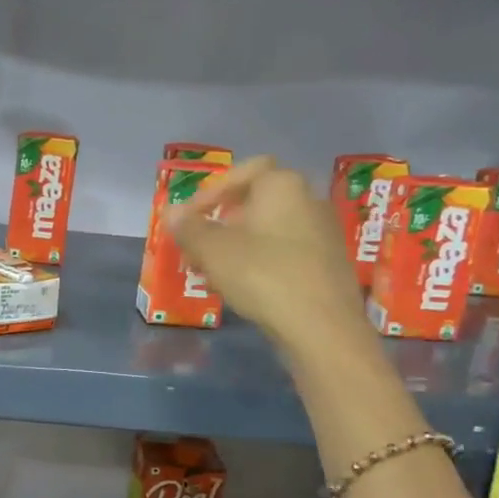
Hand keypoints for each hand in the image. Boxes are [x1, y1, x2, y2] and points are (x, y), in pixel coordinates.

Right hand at [169, 156, 368, 359]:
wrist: (322, 327)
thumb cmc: (262, 275)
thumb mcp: (212, 250)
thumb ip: (189, 228)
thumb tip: (171, 212)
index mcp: (282, 186)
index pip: (245, 170)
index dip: (212, 191)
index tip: (190, 218)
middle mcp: (308, 200)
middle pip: (256, 202)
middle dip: (221, 223)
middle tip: (196, 248)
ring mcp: (322, 233)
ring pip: (268, 230)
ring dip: (237, 246)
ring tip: (212, 272)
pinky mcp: (327, 265)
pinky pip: (284, 253)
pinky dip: (259, 263)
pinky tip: (241, 288)